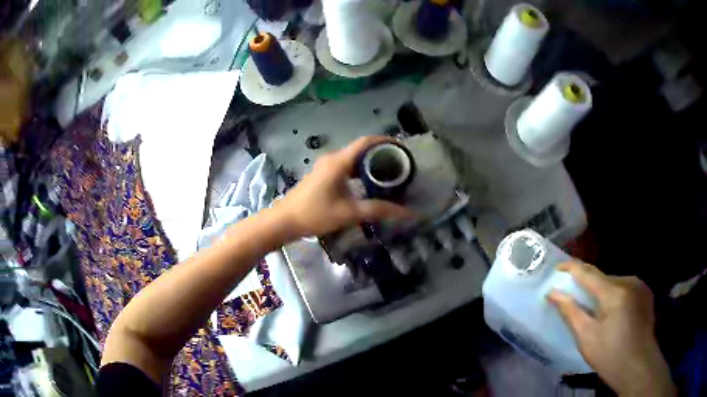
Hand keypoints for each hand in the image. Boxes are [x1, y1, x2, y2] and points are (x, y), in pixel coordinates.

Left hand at [275, 136, 413, 238]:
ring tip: (389, 174)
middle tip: (400, 165)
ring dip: (370, 163)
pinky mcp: (323, 175)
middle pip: (361, 149)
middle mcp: (333, 158)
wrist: (284, 221)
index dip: (386, 141)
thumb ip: (378, 210)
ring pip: (353, 158)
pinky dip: (360, 170)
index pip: (366, 142)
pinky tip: (368, 183)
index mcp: (339, 162)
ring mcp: (326, 166)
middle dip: (381, 154)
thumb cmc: (315, 214)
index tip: (402, 148)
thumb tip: (407, 213)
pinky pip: (346, 166)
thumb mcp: (349, 213)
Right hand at [548, 262, 675, 396]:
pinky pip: (625, 288)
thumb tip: (553, 293)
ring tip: (595, 310)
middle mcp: (629, 281)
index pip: (588, 272)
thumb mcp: (586, 337)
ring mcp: (640, 286)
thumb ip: (570, 312)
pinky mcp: (645, 293)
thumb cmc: (610, 355)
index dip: (572, 267)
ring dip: (602, 291)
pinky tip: (613, 313)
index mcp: (614, 291)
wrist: (637, 365)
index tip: (558, 267)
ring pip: (615, 283)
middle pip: (603, 278)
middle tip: (575, 298)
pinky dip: (615, 295)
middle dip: (588, 285)